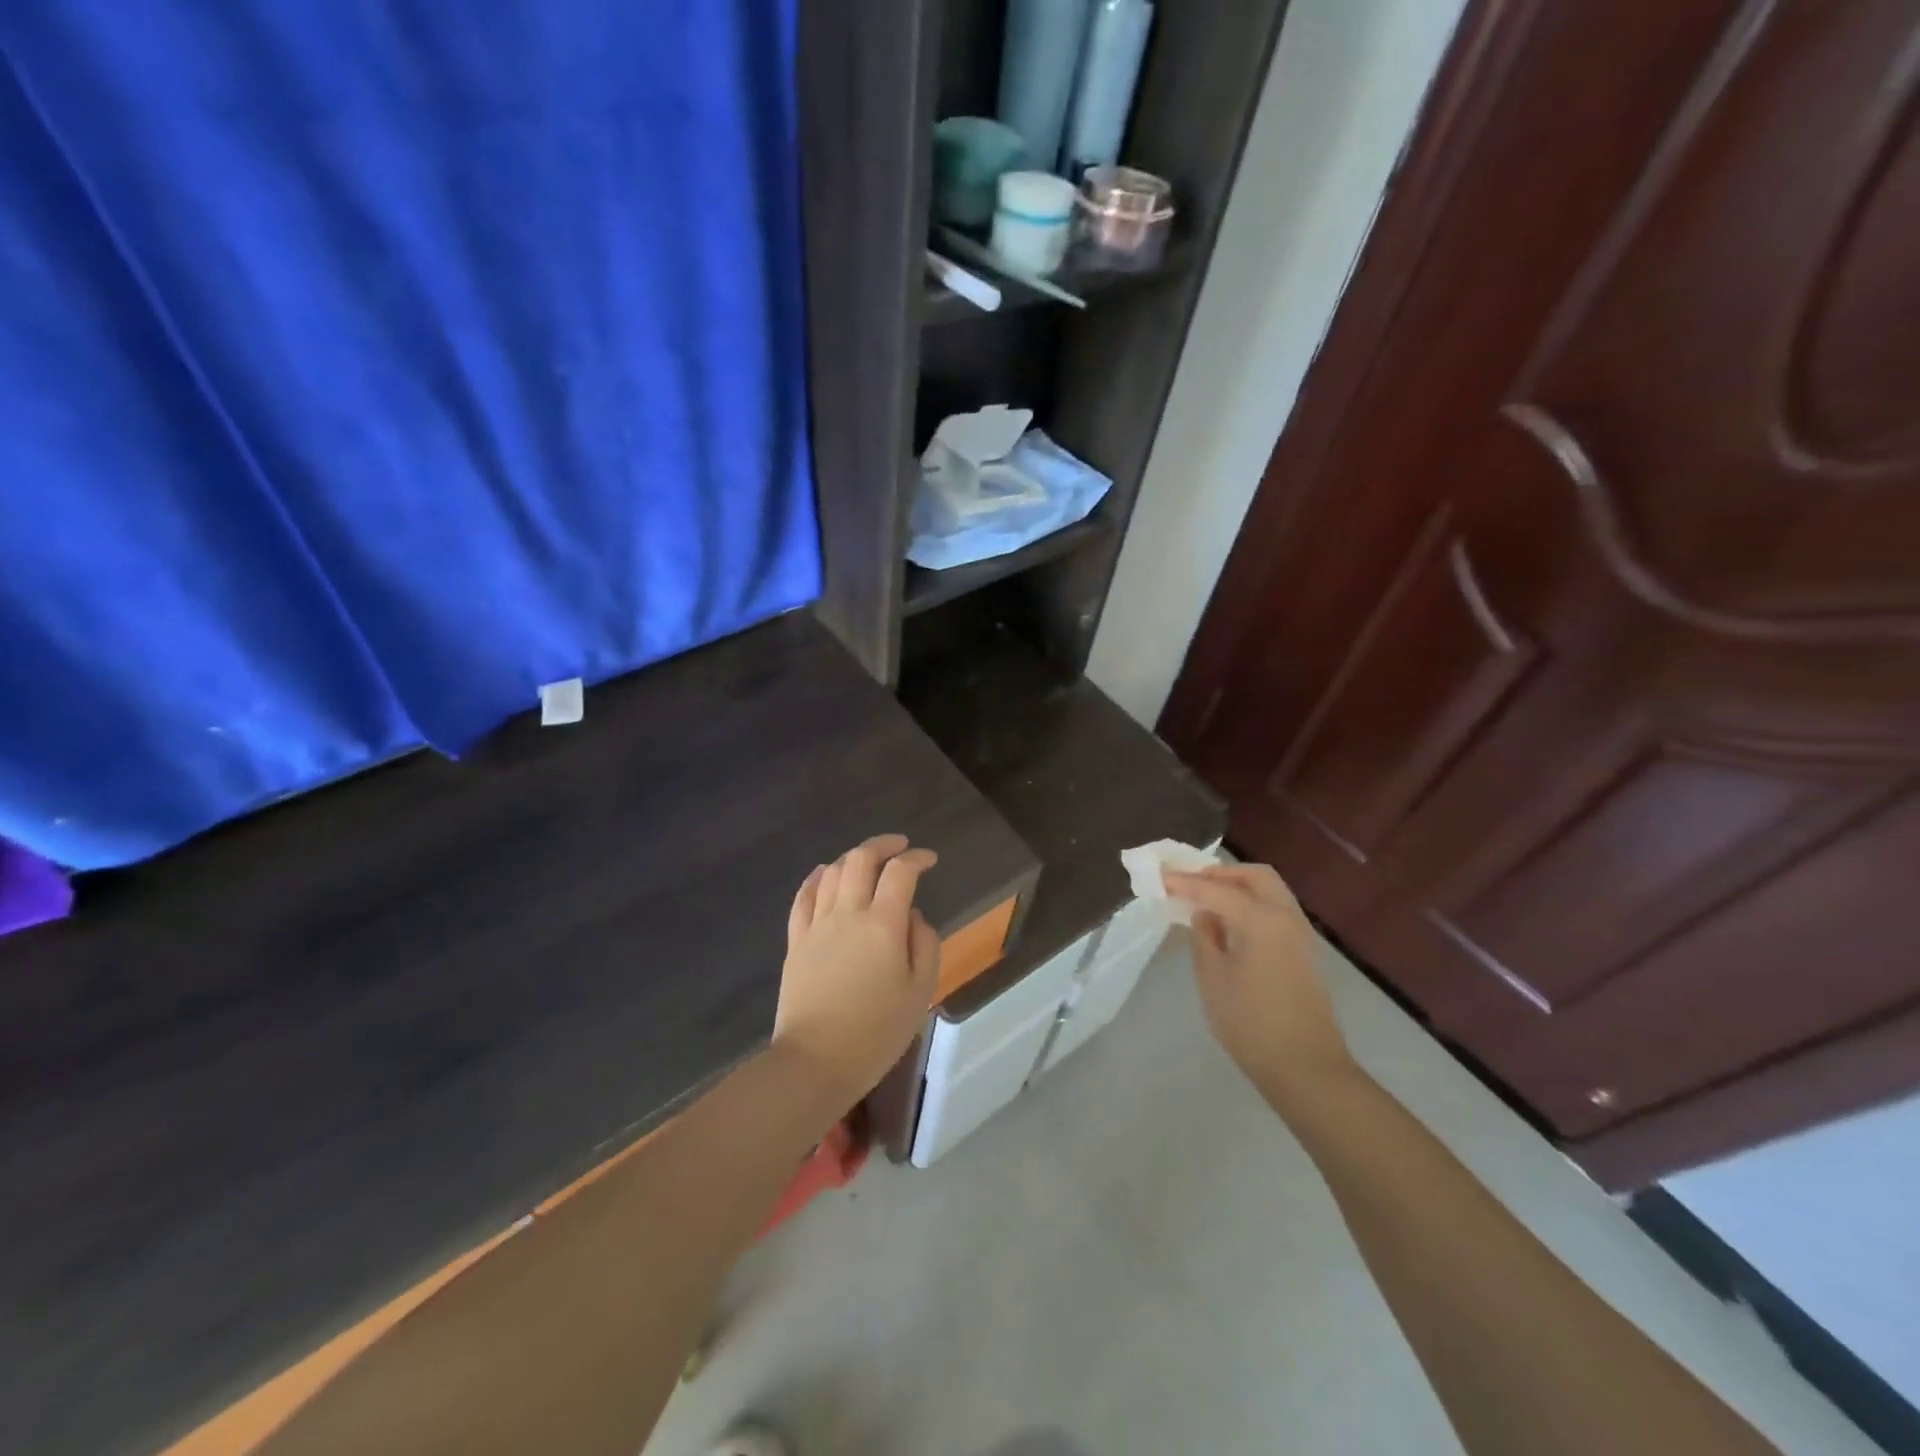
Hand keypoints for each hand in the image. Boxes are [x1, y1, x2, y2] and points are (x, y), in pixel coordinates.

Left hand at [772, 833, 939, 1117]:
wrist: (815, 1062)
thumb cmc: (877, 1031)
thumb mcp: (920, 991)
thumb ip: (924, 944)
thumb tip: (912, 917)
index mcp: (883, 924)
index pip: (900, 873)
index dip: (917, 859)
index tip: (930, 860)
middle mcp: (848, 913)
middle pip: (861, 859)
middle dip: (883, 845)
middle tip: (900, 847)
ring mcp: (817, 925)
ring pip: (832, 872)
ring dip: (853, 858)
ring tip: (868, 862)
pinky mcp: (796, 941)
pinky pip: (804, 897)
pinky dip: (817, 878)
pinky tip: (825, 874)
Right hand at [1163, 863, 1354, 1101]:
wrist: (1305, 1067)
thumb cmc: (1250, 1023)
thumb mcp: (1213, 978)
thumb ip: (1204, 937)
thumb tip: (1202, 913)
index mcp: (1260, 919)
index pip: (1215, 889)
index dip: (1185, 882)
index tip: (1159, 876)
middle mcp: (1285, 916)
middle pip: (1254, 876)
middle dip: (1220, 873)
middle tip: (1191, 883)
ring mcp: (1299, 933)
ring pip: (1268, 890)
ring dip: (1237, 886)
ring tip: (1206, 900)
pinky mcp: (1302, 951)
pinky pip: (1274, 909)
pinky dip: (1250, 903)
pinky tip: (1228, 922)